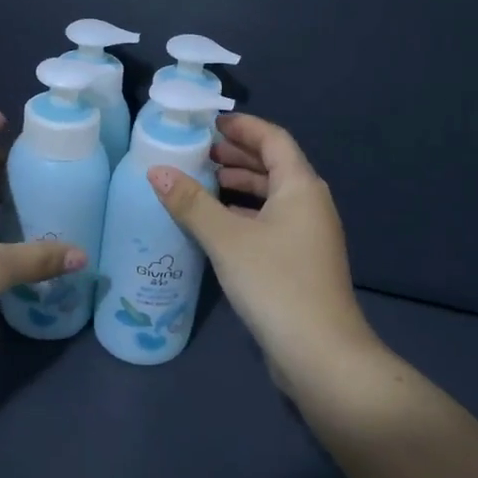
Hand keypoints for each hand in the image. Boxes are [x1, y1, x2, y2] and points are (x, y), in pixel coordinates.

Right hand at [148, 114, 376, 390]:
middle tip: (196, 153)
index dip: (242, 127)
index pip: (273, 139)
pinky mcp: (300, 262)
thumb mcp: (227, 239)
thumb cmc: (276, 283)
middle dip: (236, 156)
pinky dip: (243, 214)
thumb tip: (156, 171)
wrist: (321, 354)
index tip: (208, 123)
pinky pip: (270, 222)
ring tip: (201, 183)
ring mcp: (308, 235)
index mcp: (300, 187)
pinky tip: (216, 225)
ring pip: (271, 196)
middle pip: (273, 166)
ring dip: (238, 186)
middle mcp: (310, 204)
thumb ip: (191, 203)